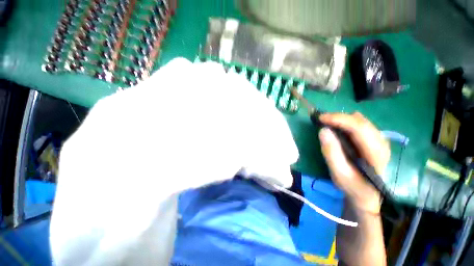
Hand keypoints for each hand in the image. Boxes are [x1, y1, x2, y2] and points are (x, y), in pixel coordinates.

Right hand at [318, 112, 389, 213]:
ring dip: (342, 119)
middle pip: (360, 121)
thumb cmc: (352, 186)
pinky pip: (360, 124)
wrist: (366, 194)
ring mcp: (380, 140)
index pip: (359, 128)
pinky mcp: (374, 140)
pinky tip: (338, 128)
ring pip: (360, 121)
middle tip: (321, 119)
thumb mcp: (338, 173)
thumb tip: (323, 130)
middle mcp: (382, 142)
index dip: (339, 119)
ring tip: (327, 123)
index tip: (321, 118)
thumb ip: (331, 152)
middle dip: (339, 117)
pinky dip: (346, 123)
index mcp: (376, 153)